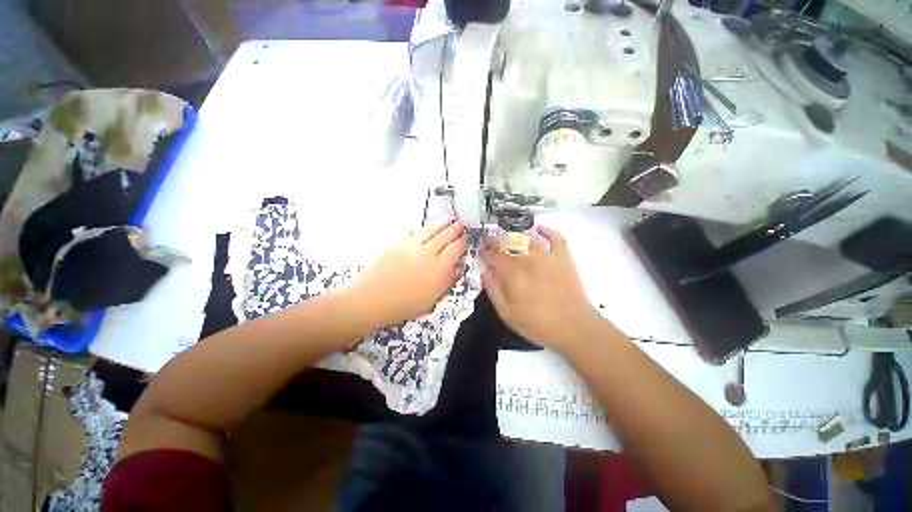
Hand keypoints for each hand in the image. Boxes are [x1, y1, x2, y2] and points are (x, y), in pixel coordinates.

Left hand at [345, 222, 466, 328]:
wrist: (373, 298)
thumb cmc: (405, 304)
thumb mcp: (433, 298)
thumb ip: (448, 280)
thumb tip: (458, 266)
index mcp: (439, 267)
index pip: (456, 248)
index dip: (462, 241)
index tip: (466, 238)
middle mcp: (428, 252)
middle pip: (445, 236)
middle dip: (455, 229)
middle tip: (460, 225)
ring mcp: (411, 244)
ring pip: (430, 230)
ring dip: (441, 225)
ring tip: (447, 222)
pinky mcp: (397, 241)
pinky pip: (414, 231)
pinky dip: (423, 228)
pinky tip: (425, 229)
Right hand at [482, 225, 608, 352]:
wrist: (573, 327)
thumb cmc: (536, 324)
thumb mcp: (507, 313)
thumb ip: (493, 290)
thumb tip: (484, 273)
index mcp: (512, 274)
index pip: (494, 257)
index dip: (485, 253)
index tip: (481, 251)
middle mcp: (527, 260)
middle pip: (508, 246)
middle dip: (496, 242)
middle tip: (490, 241)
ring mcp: (546, 257)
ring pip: (527, 240)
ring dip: (515, 238)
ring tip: (508, 239)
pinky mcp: (563, 258)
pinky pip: (556, 238)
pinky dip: (547, 231)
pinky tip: (539, 227)